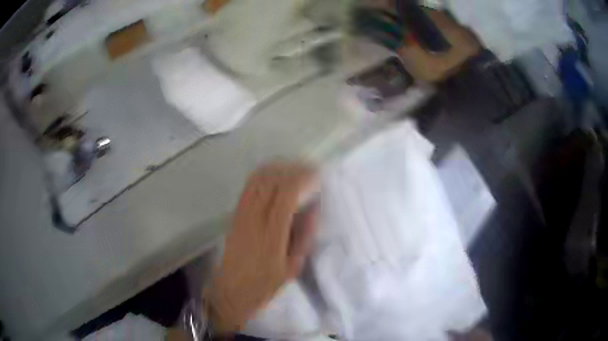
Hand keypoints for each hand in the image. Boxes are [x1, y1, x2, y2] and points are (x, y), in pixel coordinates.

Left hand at [204, 162, 319, 333]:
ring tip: (294, 169)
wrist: (231, 291)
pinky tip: (275, 176)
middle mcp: (254, 218)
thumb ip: (304, 237)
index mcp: (271, 234)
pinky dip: (263, 175)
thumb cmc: (265, 284)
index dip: (302, 179)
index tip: (317, 174)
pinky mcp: (235, 214)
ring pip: (258, 179)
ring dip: (278, 169)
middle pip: (271, 181)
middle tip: (309, 170)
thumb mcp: (292, 267)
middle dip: (292, 169)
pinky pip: (248, 187)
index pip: (286, 194)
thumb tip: (314, 209)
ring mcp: (241, 214)